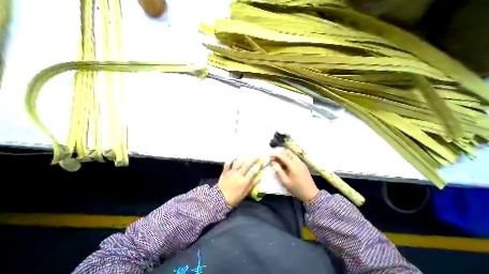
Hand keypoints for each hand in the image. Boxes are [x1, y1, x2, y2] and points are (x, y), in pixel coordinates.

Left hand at [218, 158, 258, 206]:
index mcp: (244, 182)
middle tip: (257, 155)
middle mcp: (238, 175)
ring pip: (238, 163)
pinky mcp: (225, 172)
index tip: (260, 162)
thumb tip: (259, 177)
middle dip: (253, 159)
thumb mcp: (246, 193)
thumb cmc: (235, 197)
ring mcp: (231, 173)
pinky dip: (231, 159)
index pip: (253, 172)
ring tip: (247, 155)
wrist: (221, 199)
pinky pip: (228, 163)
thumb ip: (253, 184)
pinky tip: (235, 156)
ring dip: (243, 159)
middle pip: (247, 165)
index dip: (257, 167)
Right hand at [269, 150, 319, 203]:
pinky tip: (285, 165)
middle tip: (274, 159)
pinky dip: (288, 158)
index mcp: (293, 166)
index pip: (283, 156)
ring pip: (291, 155)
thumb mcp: (285, 182)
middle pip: (288, 153)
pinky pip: (294, 158)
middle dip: (280, 154)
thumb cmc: (296, 189)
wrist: (311, 194)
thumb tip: (273, 163)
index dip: (275, 155)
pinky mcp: (303, 165)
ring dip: (284, 156)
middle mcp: (298, 162)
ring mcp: (301, 163)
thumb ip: (278, 171)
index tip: (269, 155)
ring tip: (278, 162)